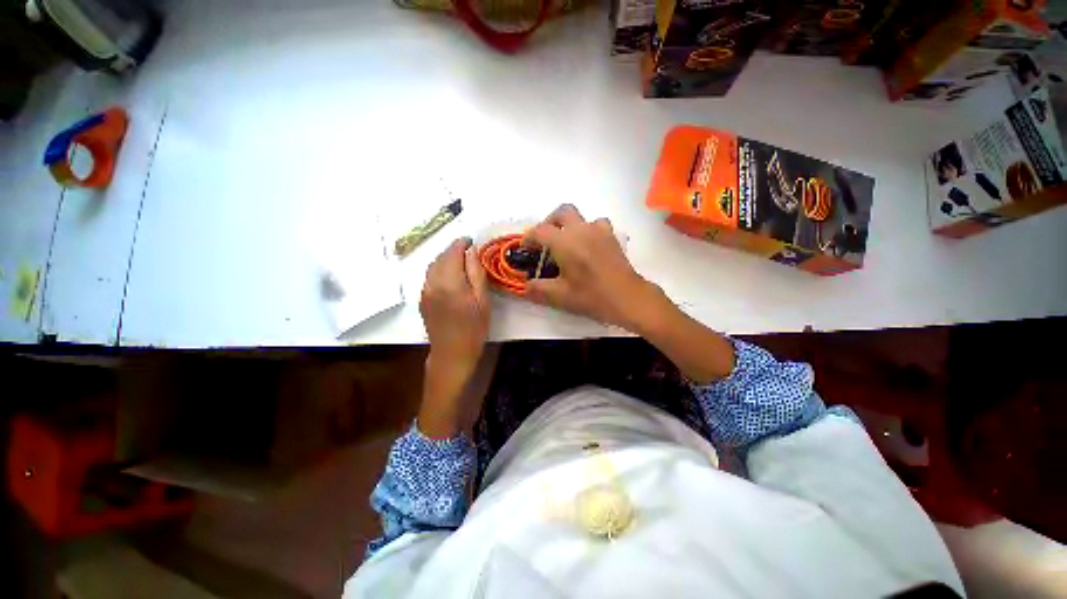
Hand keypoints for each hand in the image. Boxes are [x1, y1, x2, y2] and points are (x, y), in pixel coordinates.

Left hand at [418, 237, 490, 437]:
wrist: (452, 354)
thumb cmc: (473, 329)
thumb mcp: (482, 300)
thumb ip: (476, 272)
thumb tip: (471, 251)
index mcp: (449, 281)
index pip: (452, 252)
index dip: (461, 243)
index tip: (471, 240)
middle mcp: (432, 282)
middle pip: (440, 257)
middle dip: (453, 249)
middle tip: (468, 249)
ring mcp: (424, 291)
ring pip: (433, 265)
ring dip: (446, 258)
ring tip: (461, 260)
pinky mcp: (422, 299)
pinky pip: (430, 276)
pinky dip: (440, 269)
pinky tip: (451, 275)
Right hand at [525, 204, 666, 330]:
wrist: (627, 297)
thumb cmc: (591, 296)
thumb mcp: (559, 296)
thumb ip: (538, 289)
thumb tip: (526, 286)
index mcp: (565, 242)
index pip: (540, 230)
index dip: (529, 237)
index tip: (526, 248)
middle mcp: (581, 230)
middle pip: (562, 212)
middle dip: (549, 222)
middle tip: (546, 239)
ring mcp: (599, 231)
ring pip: (582, 217)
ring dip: (571, 225)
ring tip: (568, 244)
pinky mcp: (612, 238)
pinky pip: (598, 225)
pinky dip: (589, 231)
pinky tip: (589, 247)